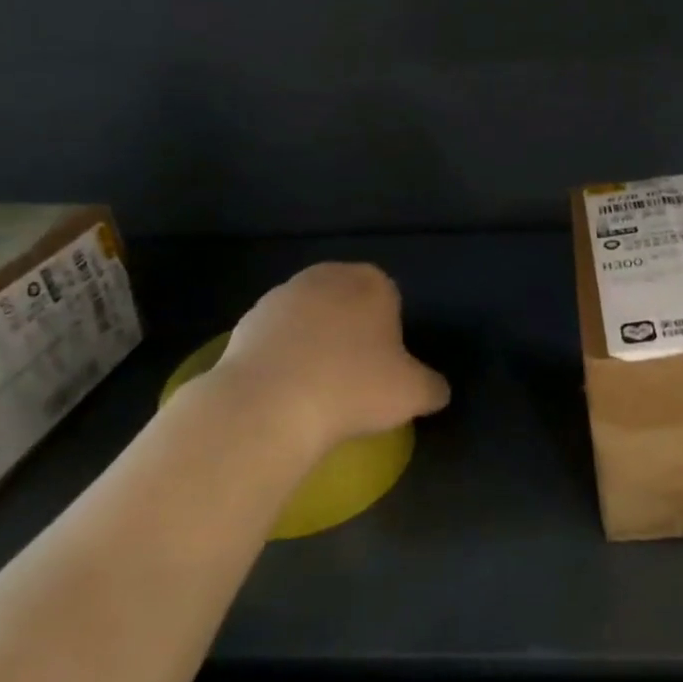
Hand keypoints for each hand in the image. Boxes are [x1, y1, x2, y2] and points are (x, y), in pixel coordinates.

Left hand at [196, 263, 450, 454]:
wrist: (268, 404)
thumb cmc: (353, 387)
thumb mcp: (413, 394)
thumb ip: (433, 387)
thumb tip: (437, 390)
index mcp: (371, 282)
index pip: (389, 296)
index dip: (390, 330)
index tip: (386, 366)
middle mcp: (325, 277)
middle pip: (346, 301)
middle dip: (351, 330)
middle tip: (355, 375)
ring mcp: (280, 296)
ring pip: (309, 318)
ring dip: (314, 342)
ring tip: (318, 388)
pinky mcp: (245, 322)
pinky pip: (276, 338)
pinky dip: (283, 357)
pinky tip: (286, 391)